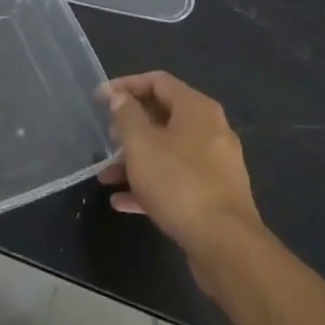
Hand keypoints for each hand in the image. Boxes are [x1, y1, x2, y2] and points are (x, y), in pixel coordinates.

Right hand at [99, 72, 263, 268]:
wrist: (224, 243)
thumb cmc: (178, 182)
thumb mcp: (141, 144)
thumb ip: (127, 116)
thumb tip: (120, 96)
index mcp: (196, 108)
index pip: (158, 81)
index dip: (126, 84)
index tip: (100, 98)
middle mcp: (211, 129)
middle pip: (164, 115)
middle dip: (130, 126)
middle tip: (106, 137)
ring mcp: (215, 163)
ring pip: (168, 151)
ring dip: (136, 159)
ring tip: (106, 175)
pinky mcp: (214, 193)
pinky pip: (177, 179)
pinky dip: (151, 184)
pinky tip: (123, 201)